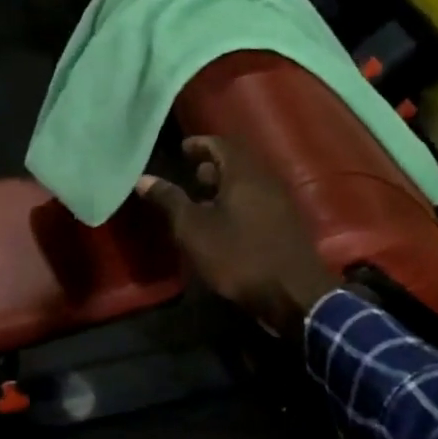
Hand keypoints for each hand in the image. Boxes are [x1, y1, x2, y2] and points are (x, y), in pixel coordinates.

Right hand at [137, 136, 339, 344]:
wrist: (293, 294)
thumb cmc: (238, 256)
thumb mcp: (193, 229)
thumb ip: (170, 200)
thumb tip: (143, 178)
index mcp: (243, 174)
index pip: (220, 144)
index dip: (199, 144)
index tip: (182, 149)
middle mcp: (266, 180)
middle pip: (238, 161)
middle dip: (213, 164)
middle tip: (191, 172)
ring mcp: (281, 202)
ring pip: (250, 182)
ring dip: (226, 184)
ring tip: (203, 198)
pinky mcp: (288, 224)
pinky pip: (259, 200)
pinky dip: (239, 201)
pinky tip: (226, 222)